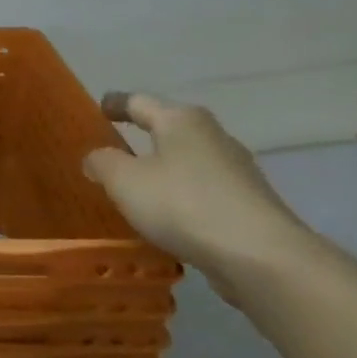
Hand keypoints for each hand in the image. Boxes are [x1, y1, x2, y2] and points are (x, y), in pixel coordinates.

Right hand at [82, 92, 318, 298]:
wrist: (259, 255)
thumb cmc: (182, 204)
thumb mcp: (123, 180)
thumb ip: (102, 162)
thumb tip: (97, 157)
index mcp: (181, 120)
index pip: (139, 102)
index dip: (116, 104)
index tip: (100, 107)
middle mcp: (212, 136)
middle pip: (170, 128)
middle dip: (143, 136)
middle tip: (115, 147)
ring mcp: (236, 170)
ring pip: (188, 160)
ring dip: (163, 168)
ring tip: (138, 186)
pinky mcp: (247, 203)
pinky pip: (202, 189)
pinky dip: (181, 195)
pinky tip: (168, 215)